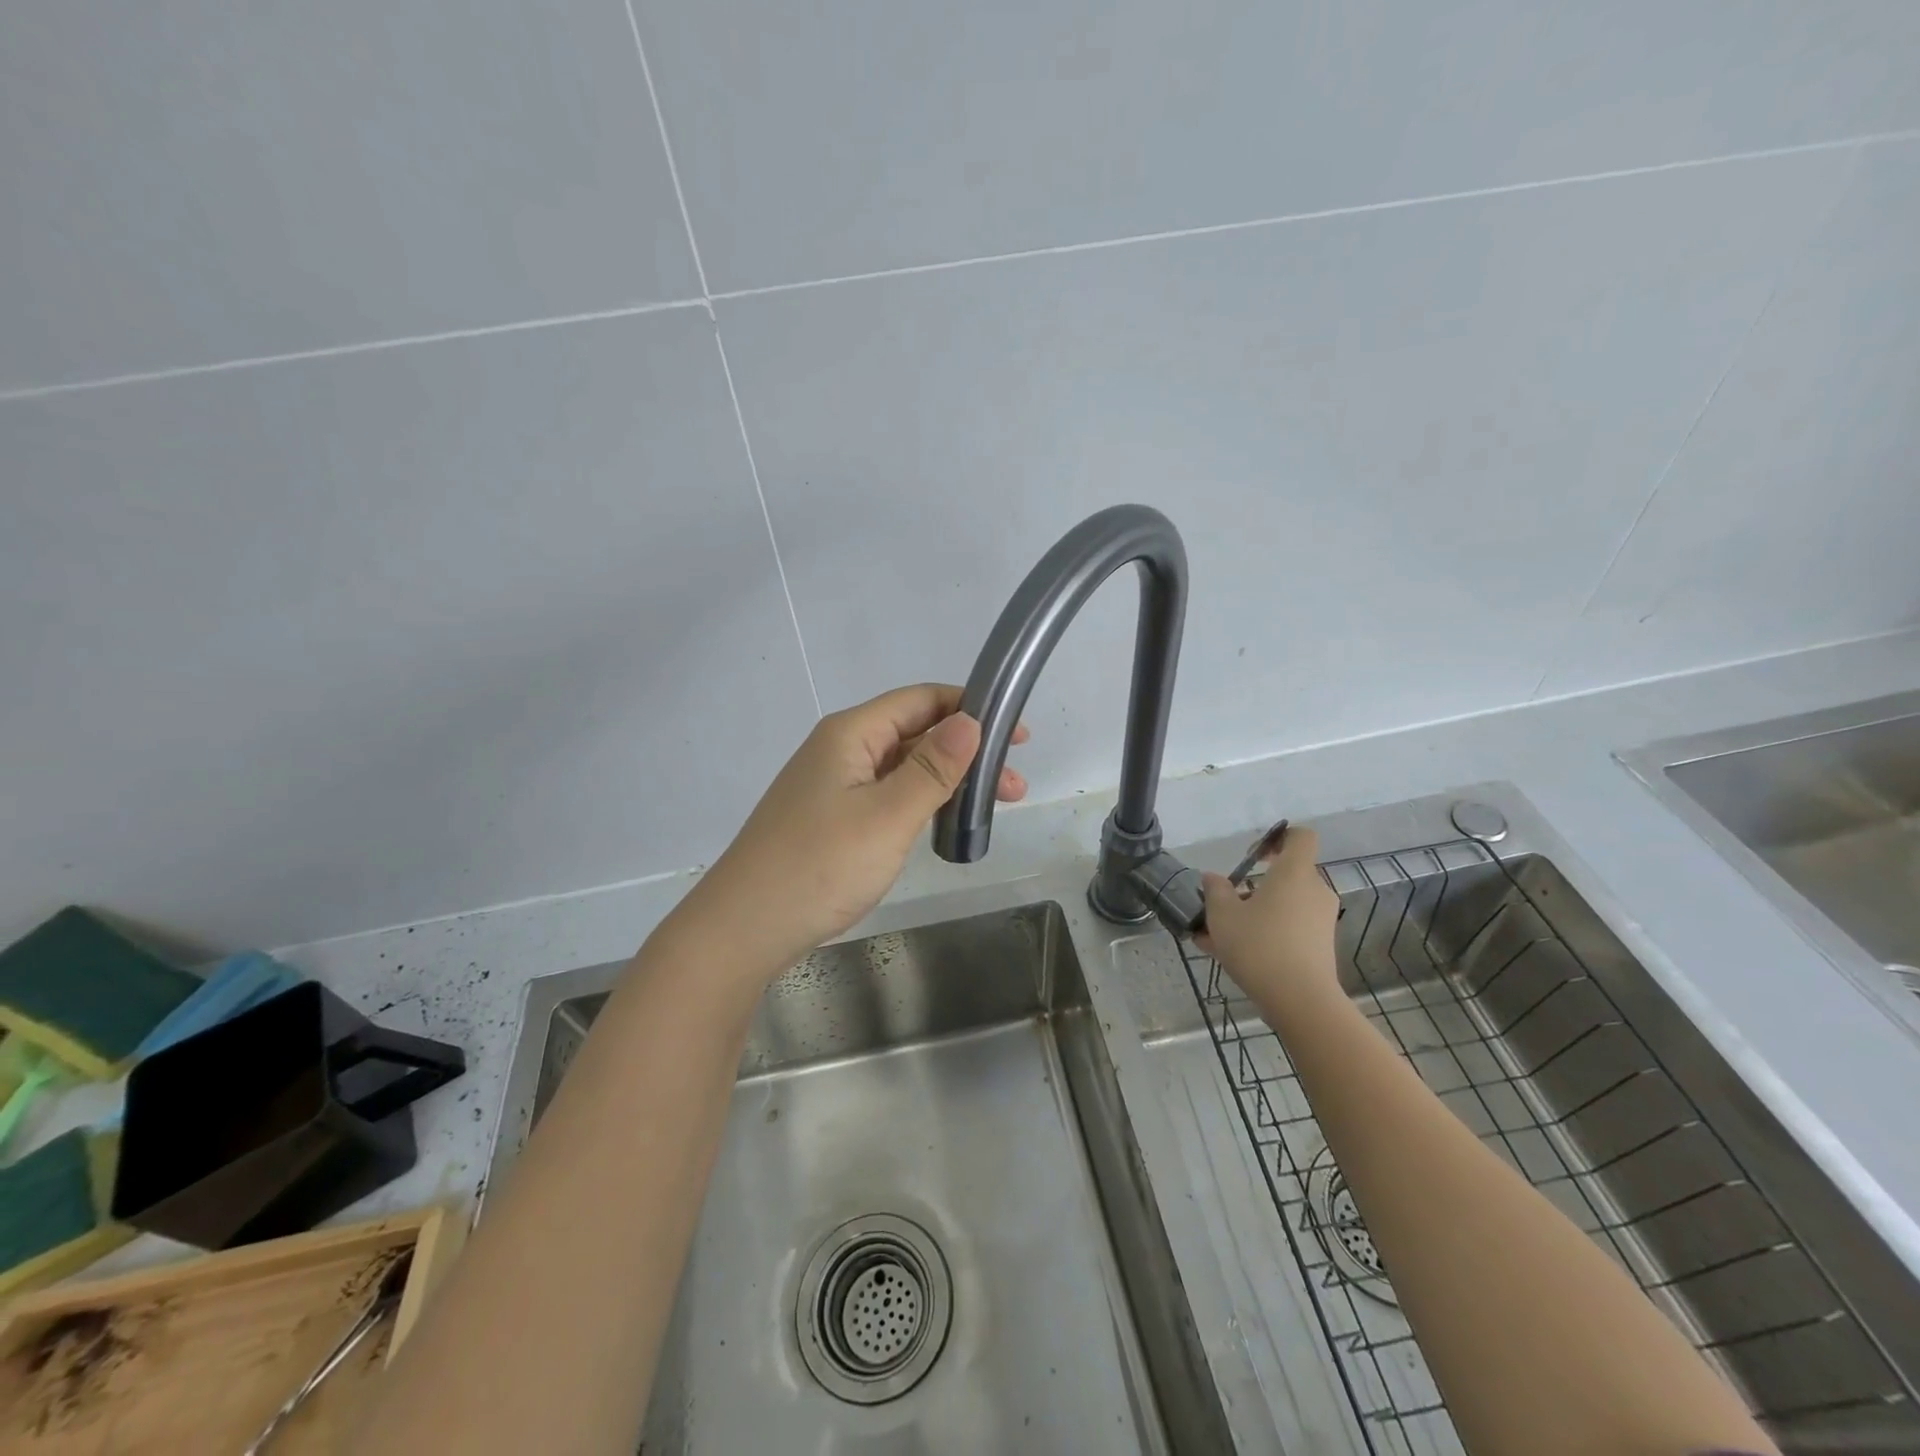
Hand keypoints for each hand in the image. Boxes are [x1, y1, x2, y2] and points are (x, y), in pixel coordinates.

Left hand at [674, 683, 1027, 980]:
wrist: (744, 928)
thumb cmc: (819, 866)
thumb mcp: (887, 815)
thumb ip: (932, 768)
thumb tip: (971, 721)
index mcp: (851, 734)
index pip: (920, 700)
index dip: (970, 708)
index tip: (1017, 733)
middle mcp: (840, 750)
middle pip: (914, 733)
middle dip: (967, 752)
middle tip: (1013, 785)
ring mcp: (833, 786)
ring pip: (902, 768)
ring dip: (948, 780)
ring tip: (992, 808)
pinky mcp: (831, 819)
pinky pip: (886, 795)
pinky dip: (921, 802)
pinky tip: (943, 822)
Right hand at [1197, 826, 1341, 1015]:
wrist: (1301, 1000)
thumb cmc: (1259, 945)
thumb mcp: (1222, 914)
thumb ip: (1215, 890)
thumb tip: (1212, 878)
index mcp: (1294, 873)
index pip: (1300, 837)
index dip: (1277, 838)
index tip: (1252, 856)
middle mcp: (1314, 891)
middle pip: (1285, 875)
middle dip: (1252, 886)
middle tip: (1223, 903)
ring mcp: (1320, 920)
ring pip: (1282, 905)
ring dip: (1252, 913)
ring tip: (1214, 936)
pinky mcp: (1320, 946)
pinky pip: (1287, 928)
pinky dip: (1263, 933)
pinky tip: (1229, 954)